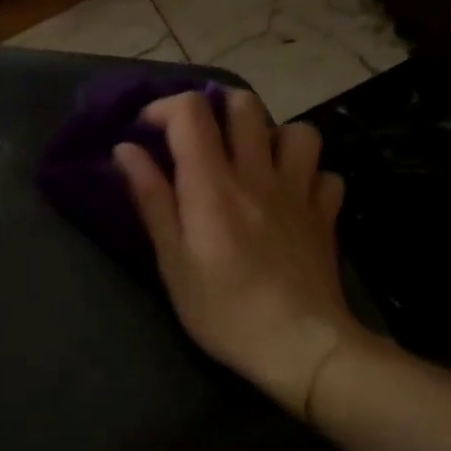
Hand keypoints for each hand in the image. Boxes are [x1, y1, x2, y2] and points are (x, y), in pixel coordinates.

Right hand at [114, 89, 357, 419]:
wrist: (300, 346)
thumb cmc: (223, 310)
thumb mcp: (172, 261)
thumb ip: (151, 199)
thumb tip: (126, 150)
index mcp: (213, 184)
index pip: (191, 112)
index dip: (164, 108)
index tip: (147, 132)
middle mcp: (258, 174)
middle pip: (244, 105)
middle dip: (216, 108)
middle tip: (200, 137)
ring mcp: (299, 191)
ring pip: (296, 130)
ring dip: (271, 136)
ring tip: (253, 161)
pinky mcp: (325, 214)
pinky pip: (325, 174)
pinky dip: (307, 175)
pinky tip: (292, 196)